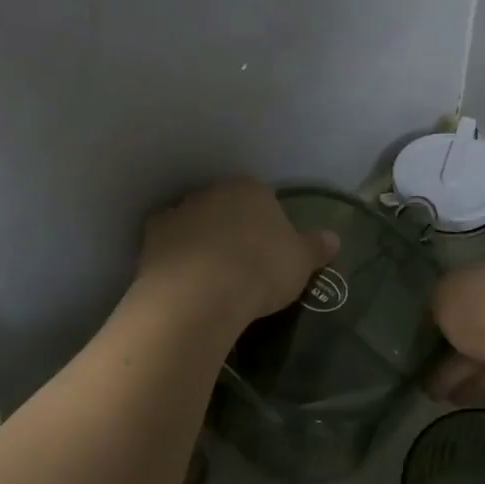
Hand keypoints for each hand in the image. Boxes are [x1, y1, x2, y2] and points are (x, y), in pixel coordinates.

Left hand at [137, 179, 338, 327]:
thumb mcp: (301, 262)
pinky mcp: (151, 239)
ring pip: (195, 224)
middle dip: (233, 230)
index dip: (269, 226)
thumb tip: (334, 237)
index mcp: (251, 189)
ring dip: (202, 243)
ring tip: (212, 278)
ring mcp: (178, 212)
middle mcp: (212, 192)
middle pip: (226, 208)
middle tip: (243, 265)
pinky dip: (176, 259)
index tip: (272, 253)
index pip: (264, 199)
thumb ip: (316, 246)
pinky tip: (185, 283)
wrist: (199, 294)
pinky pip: (169, 246)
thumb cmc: (260, 270)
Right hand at [427, 257, 484, 419]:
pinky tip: (457, 403)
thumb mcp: (445, 293)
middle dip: (446, 350)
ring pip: (484, 359)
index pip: (466, 289)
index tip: (419, 331)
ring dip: (458, 376)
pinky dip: (479, 394)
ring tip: (432, 395)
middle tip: (419, 370)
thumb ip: (437, 304)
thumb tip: (437, 317)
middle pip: (474, 328)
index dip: (442, 308)